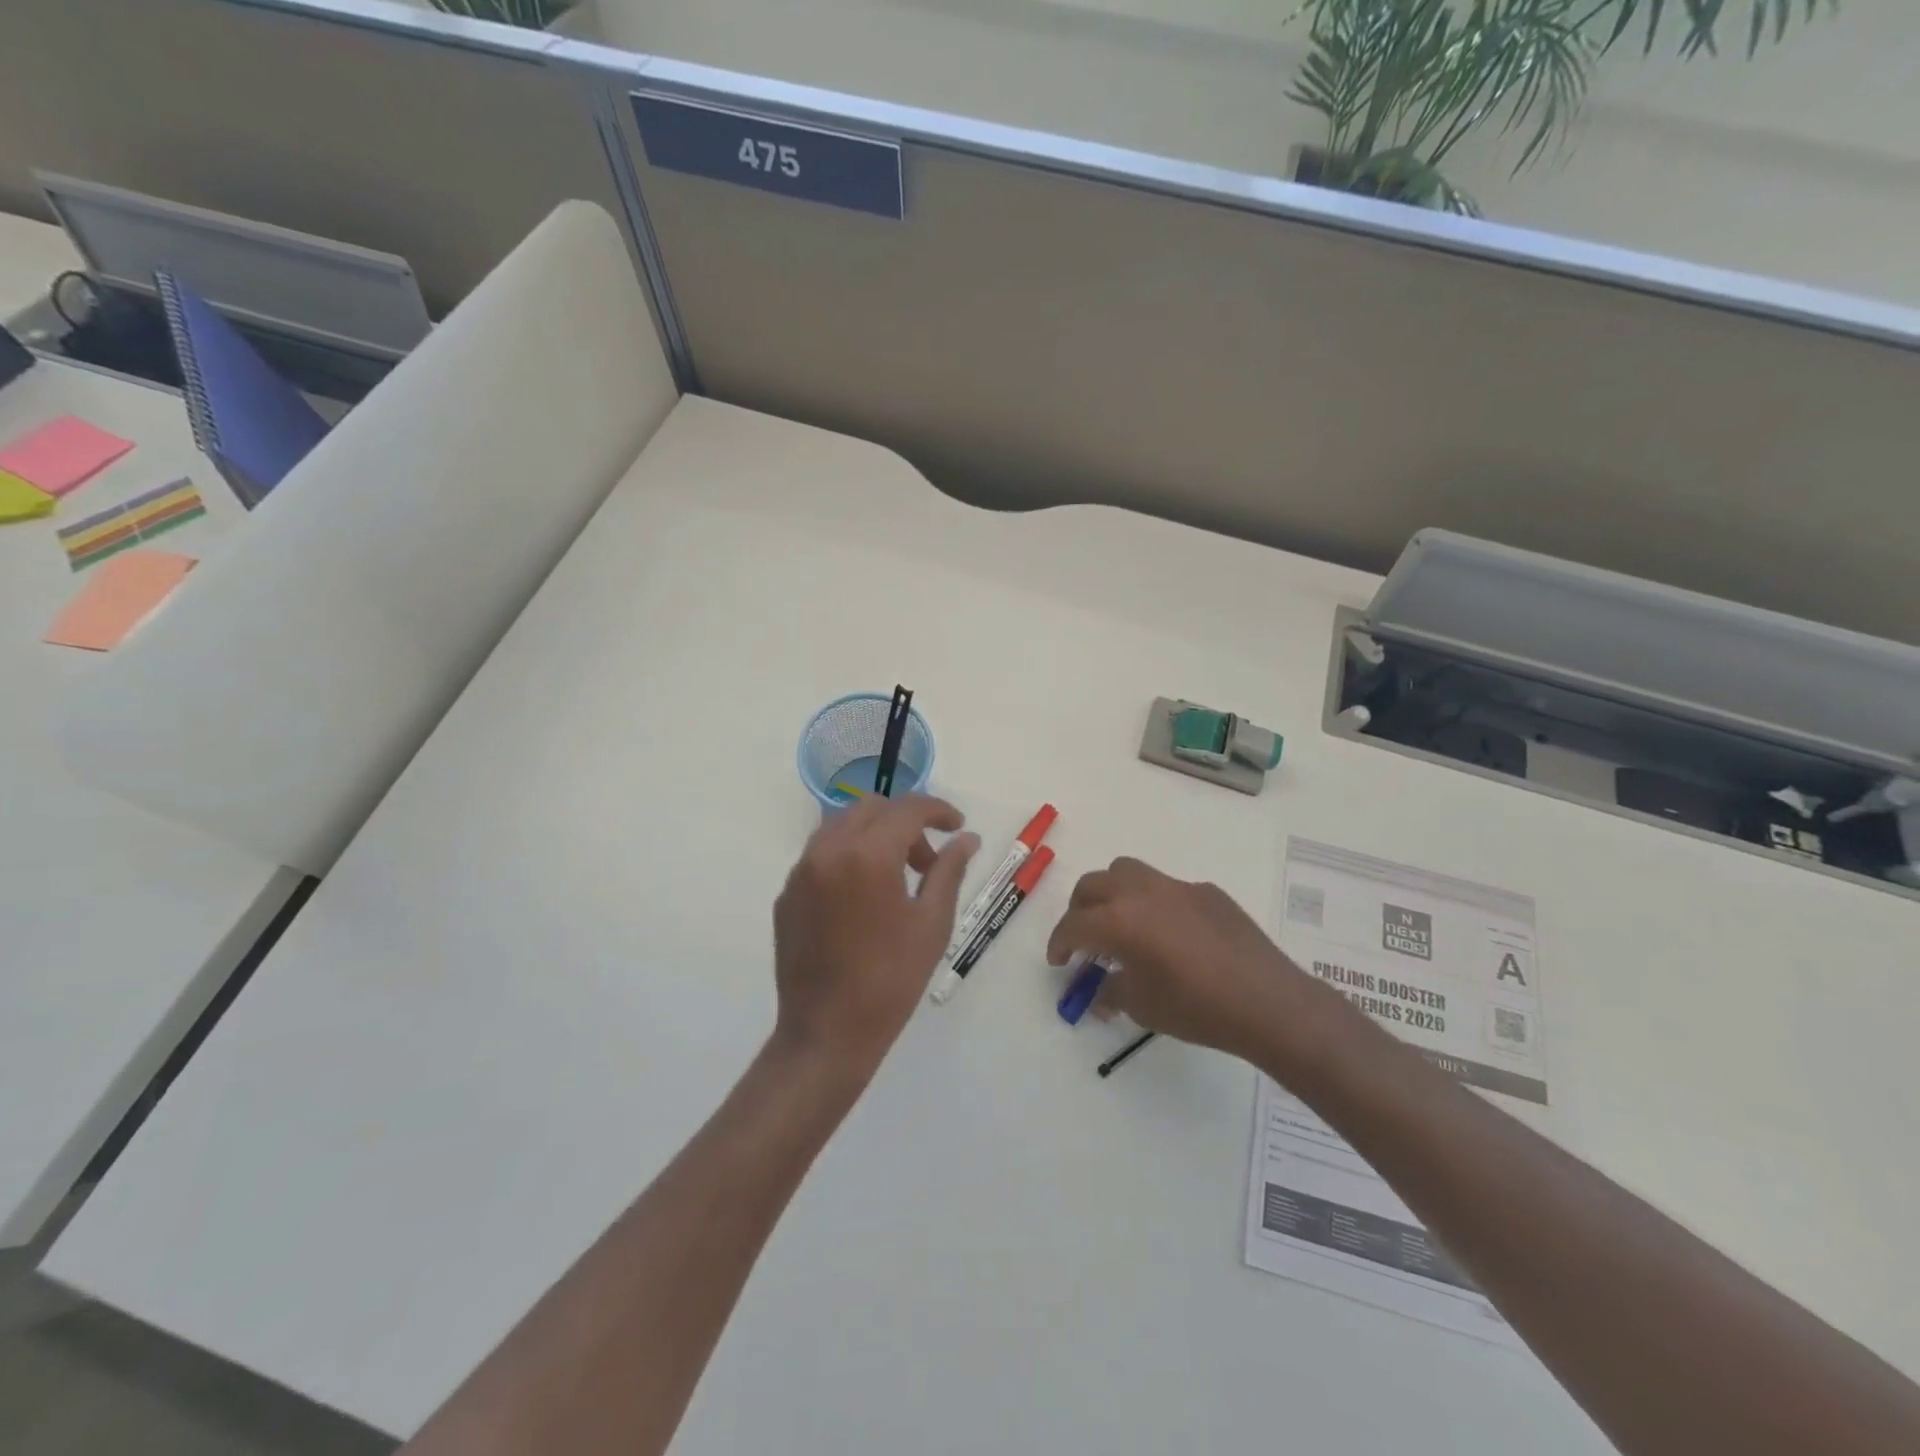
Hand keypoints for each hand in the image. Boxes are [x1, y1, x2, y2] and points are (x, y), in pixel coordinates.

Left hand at [772, 795, 979, 1077]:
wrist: (827, 1033)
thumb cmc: (891, 980)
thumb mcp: (932, 923)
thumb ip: (948, 870)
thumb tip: (967, 839)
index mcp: (868, 855)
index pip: (907, 809)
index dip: (938, 811)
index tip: (958, 827)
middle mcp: (828, 850)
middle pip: (871, 808)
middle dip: (905, 821)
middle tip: (927, 859)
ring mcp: (801, 872)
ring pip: (841, 826)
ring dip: (874, 834)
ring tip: (896, 876)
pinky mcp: (786, 894)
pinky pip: (821, 855)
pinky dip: (848, 856)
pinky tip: (864, 897)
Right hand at [1046, 857, 1336, 1066]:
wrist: (1267, 1002)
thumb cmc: (1196, 1008)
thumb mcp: (1142, 1007)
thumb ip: (1111, 993)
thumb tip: (1100, 992)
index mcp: (1119, 920)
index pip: (1074, 925)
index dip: (1059, 943)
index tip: (1058, 961)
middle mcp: (1142, 892)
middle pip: (1093, 885)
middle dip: (1079, 910)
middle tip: (1084, 939)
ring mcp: (1177, 887)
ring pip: (1128, 872)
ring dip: (1113, 894)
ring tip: (1121, 924)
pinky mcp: (1207, 892)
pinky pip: (1167, 888)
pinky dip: (1154, 904)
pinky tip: (1171, 936)